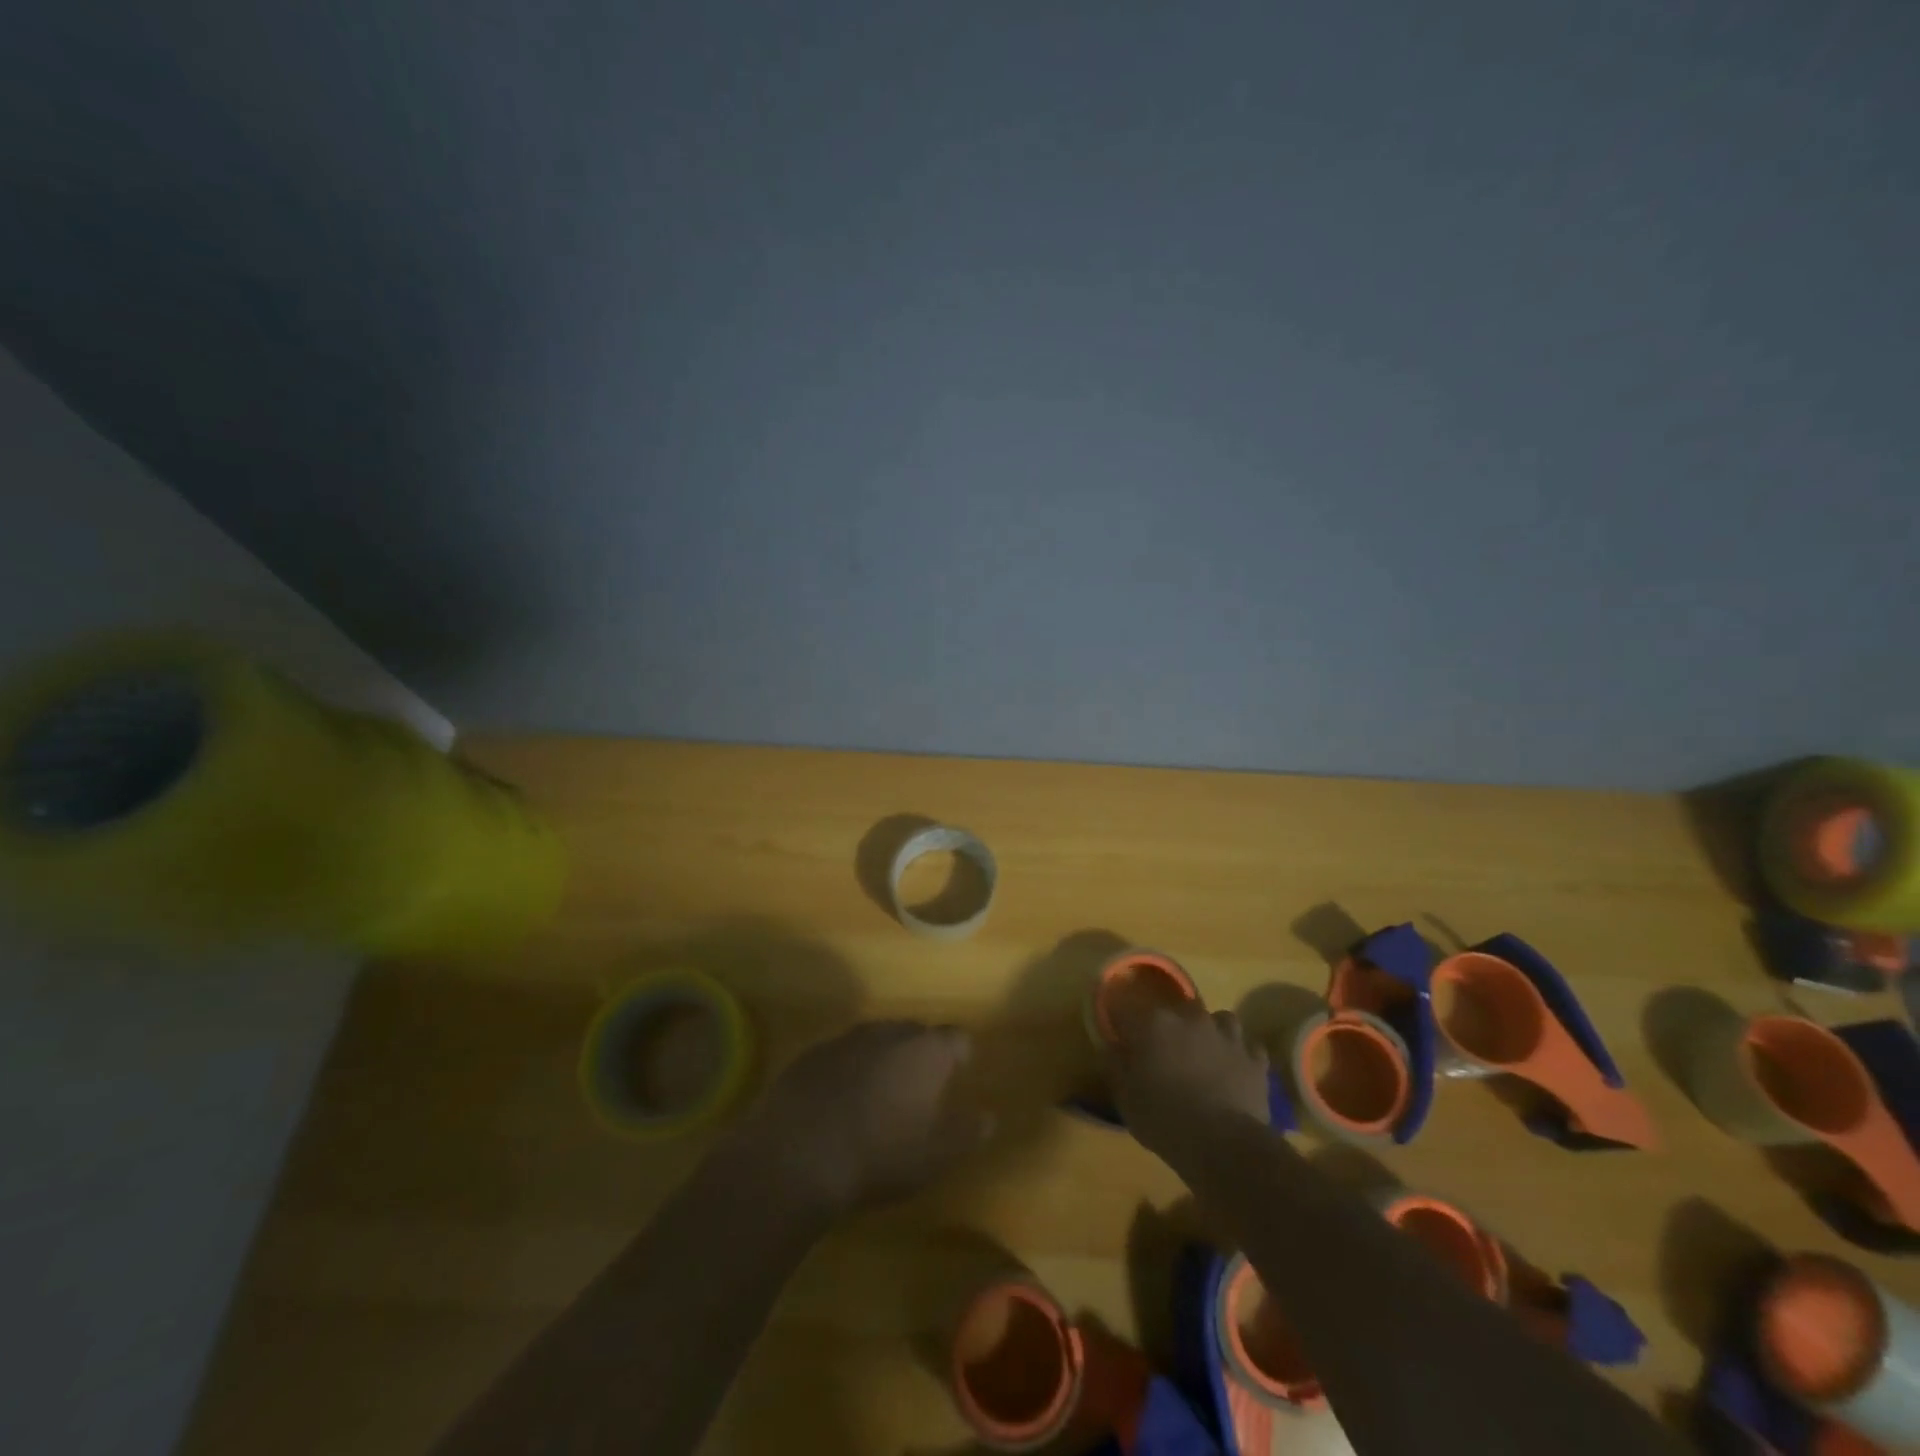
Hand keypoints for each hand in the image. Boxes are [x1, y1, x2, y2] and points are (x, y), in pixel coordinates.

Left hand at [736, 1020, 991, 1215]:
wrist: (796, 1157)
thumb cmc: (879, 1156)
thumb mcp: (934, 1156)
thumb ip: (966, 1133)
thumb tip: (988, 1117)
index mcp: (925, 1050)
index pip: (956, 1037)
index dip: (961, 1055)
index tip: (960, 1074)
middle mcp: (888, 1033)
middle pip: (915, 1032)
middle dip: (921, 1053)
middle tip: (921, 1087)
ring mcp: (846, 1040)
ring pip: (876, 1040)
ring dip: (883, 1059)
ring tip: (880, 1094)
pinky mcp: (810, 1055)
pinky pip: (841, 1055)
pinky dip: (848, 1070)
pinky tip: (839, 1102)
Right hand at [1105, 1006, 1269, 1157]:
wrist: (1226, 1146)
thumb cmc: (1166, 1121)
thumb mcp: (1126, 1098)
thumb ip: (1116, 1065)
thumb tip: (1113, 1046)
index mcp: (1153, 1023)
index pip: (1125, 1005)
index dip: (1119, 1018)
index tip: (1118, 1032)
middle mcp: (1189, 1017)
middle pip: (1173, 1009)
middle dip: (1166, 1025)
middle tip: (1163, 1050)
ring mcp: (1226, 1034)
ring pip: (1217, 1018)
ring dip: (1208, 1032)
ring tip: (1204, 1054)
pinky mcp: (1254, 1057)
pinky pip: (1246, 1046)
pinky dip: (1239, 1054)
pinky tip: (1233, 1070)